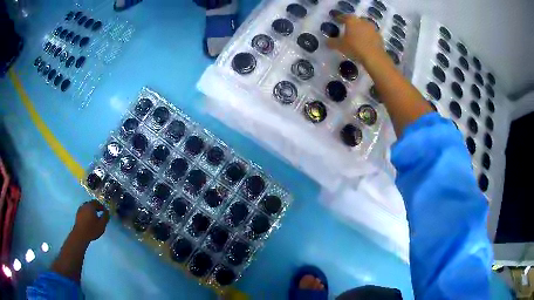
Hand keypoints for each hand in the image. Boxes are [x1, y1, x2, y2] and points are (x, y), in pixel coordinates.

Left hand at [72, 200, 109, 242]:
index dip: (101, 206)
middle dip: (96, 208)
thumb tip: (107, 211)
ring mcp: (80, 209)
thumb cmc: (92, 229)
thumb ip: (105, 217)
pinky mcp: (78, 214)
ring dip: (91, 210)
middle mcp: (85, 205)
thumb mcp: (102, 225)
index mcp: (90, 206)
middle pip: (91, 204)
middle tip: (100, 213)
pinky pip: (84, 211)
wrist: (80, 235)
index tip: (104, 211)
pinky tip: (89, 220)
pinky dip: (87, 213)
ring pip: (87, 207)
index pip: (97, 202)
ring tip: (94, 217)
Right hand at [327, 15, 384, 64]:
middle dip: (352, 24)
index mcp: (352, 20)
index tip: (336, 20)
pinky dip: (368, 38)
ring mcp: (373, 29)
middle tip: (348, 29)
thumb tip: (326, 42)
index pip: (344, 17)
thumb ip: (332, 42)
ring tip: (357, 37)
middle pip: (356, 21)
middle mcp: (363, 22)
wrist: (374, 57)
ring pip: (365, 27)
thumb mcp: (340, 46)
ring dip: (361, 31)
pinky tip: (366, 44)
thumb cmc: (355, 47)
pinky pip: (372, 35)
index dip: (339, 18)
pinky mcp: (379, 37)